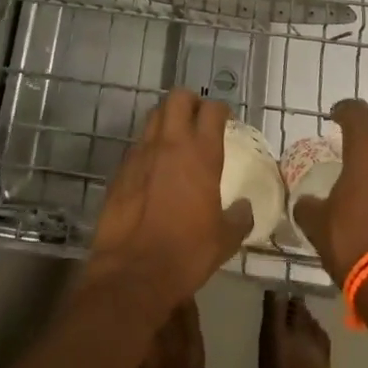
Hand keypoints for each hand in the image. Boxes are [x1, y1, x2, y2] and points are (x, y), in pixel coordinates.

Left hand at [84, 90, 252, 322]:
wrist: (133, 270)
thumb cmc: (186, 252)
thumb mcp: (224, 240)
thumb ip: (239, 218)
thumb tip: (245, 208)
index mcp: (201, 153)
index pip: (212, 110)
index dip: (221, 109)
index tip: (225, 118)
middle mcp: (171, 142)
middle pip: (178, 97)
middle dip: (190, 101)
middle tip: (198, 118)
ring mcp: (142, 152)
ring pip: (154, 115)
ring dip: (167, 119)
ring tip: (175, 138)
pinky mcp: (121, 168)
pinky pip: (138, 144)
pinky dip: (148, 146)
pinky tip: (153, 167)